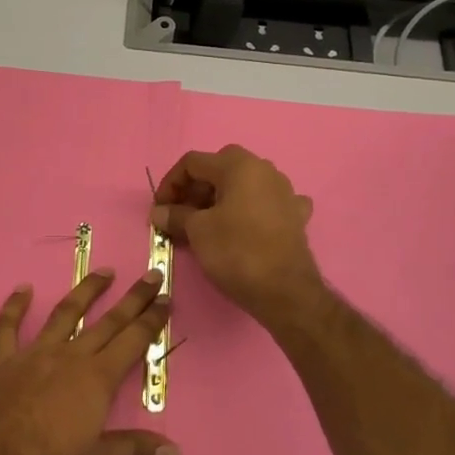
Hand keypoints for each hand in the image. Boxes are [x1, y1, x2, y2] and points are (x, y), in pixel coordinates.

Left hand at [0, 269, 180, 454]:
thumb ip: (135, 451)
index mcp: (97, 379)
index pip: (133, 341)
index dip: (152, 320)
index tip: (167, 297)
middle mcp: (70, 357)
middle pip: (107, 322)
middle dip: (133, 299)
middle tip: (151, 275)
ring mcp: (34, 355)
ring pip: (64, 314)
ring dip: (85, 292)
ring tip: (103, 272)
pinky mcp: (3, 363)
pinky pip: (7, 329)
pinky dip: (14, 307)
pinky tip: (22, 290)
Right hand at [150, 145, 323, 322]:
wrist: (285, 291)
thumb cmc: (236, 252)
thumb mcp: (197, 231)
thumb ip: (175, 215)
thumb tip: (158, 212)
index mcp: (239, 166)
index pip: (193, 162)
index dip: (170, 183)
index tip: (160, 209)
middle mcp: (264, 170)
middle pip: (219, 168)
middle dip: (196, 189)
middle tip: (181, 213)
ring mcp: (285, 192)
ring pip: (244, 185)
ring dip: (221, 198)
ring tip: (207, 223)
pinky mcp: (295, 216)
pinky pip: (267, 203)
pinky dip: (251, 210)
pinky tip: (247, 225)